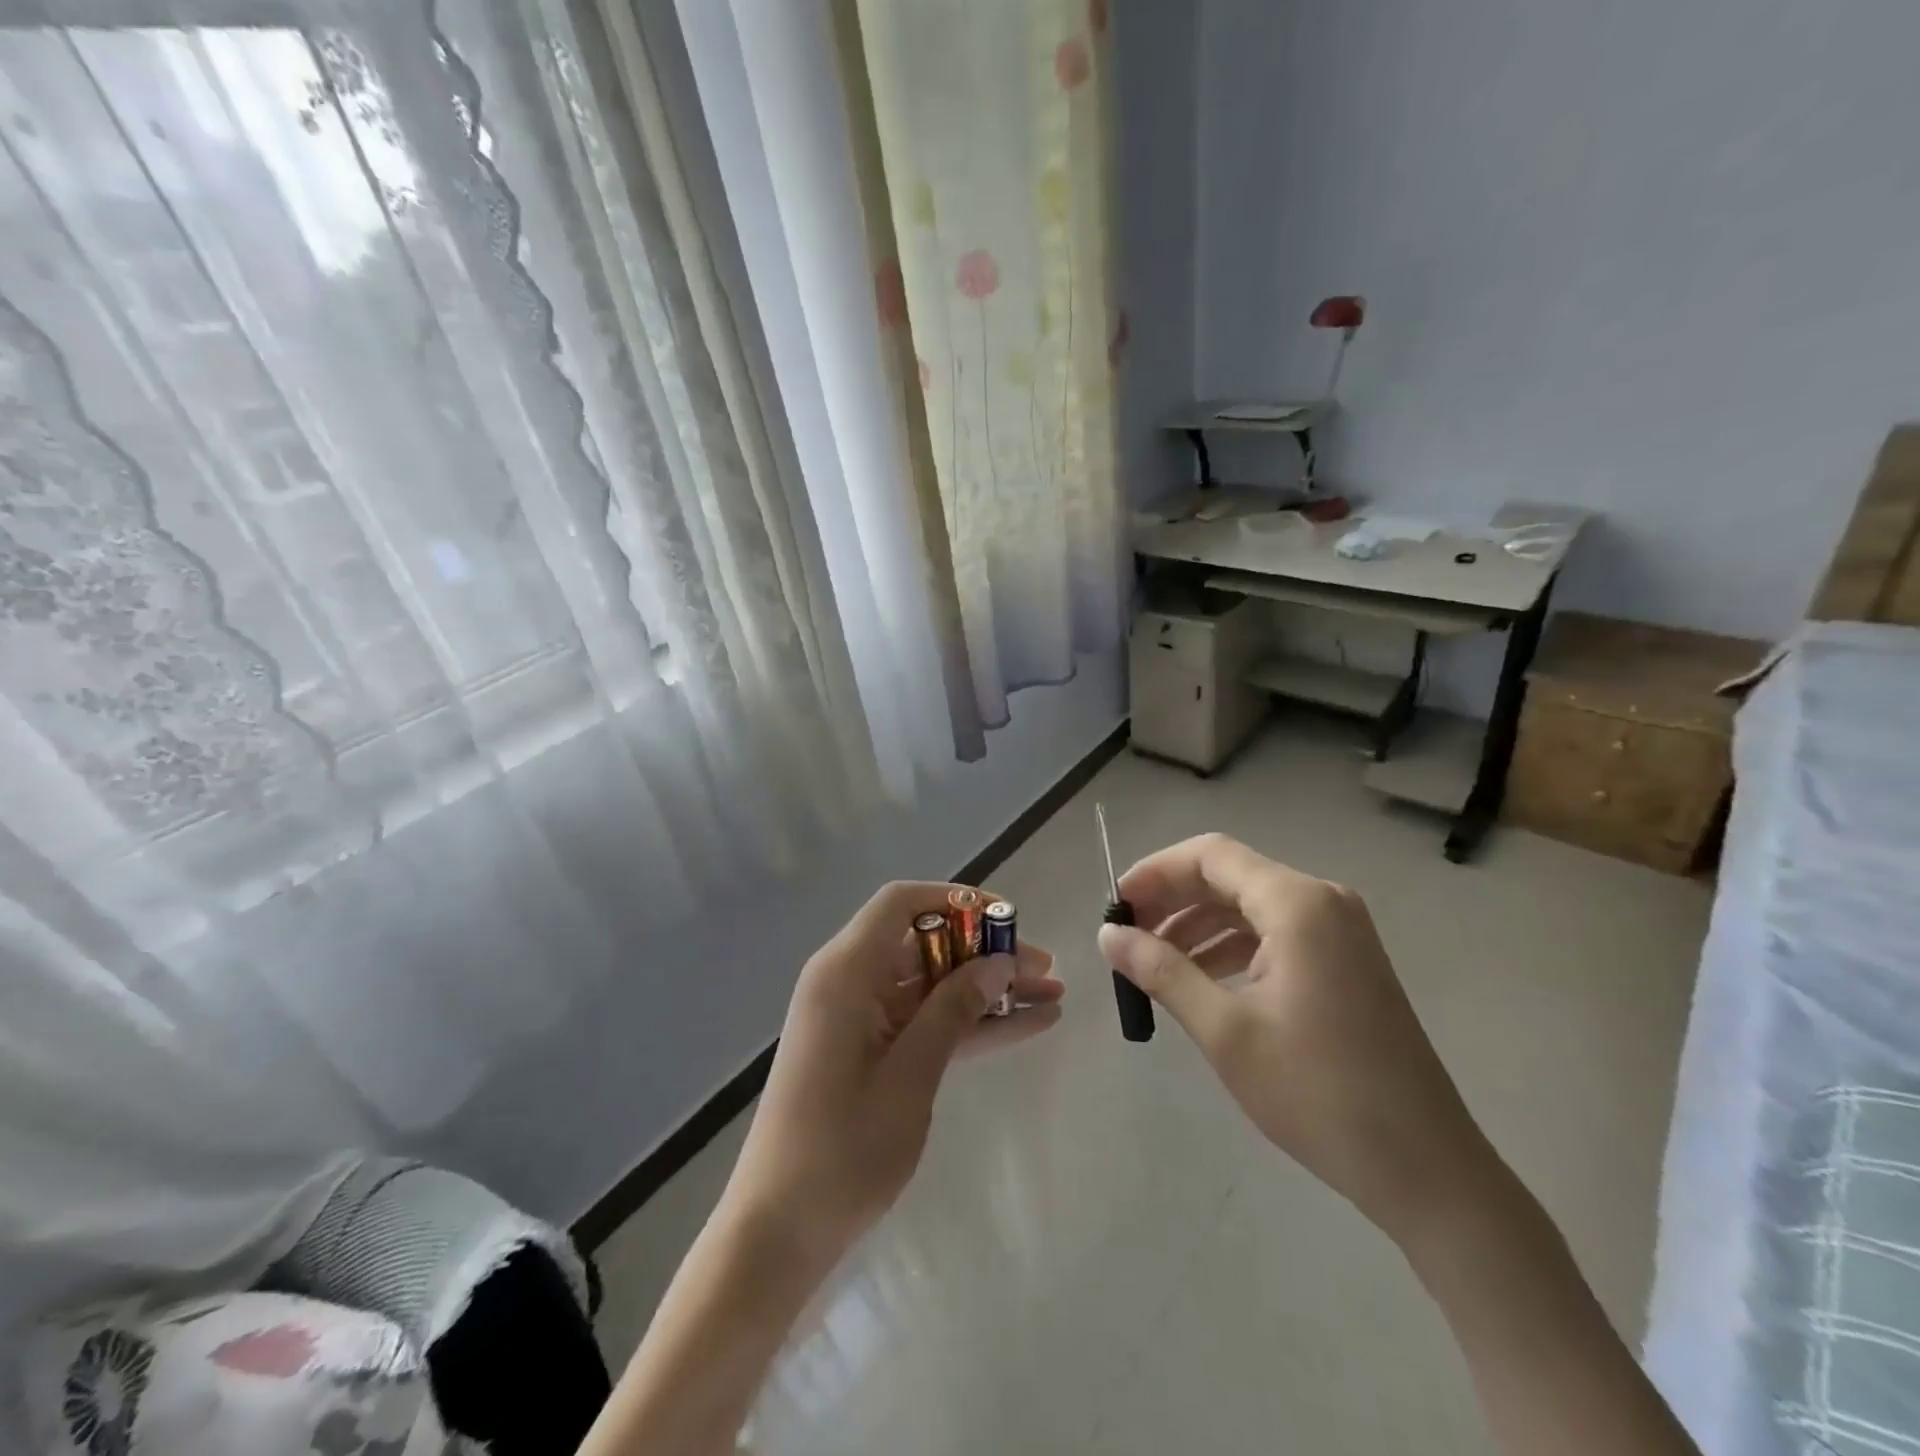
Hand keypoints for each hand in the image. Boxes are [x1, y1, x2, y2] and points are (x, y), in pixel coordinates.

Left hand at [723, 881, 1062, 1270]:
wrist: (779, 1232)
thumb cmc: (841, 1148)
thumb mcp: (910, 1073)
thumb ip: (954, 1010)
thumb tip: (999, 962)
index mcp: (846, 971)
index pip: (901, 904)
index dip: (957, 900)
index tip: (1007, 919)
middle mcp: (851, 982)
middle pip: (926, 944)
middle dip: (985, 953)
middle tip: (1044, 968)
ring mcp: (861, 1019)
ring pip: (933, 985)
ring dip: (986, 991)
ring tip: (1051, 996)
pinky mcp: (871, 1053)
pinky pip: (926, 1022)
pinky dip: (969, 1024)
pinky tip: (1025, 1026)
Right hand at [1099, 834, 1494, 1242]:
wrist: (1426, 1168)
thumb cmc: (1318, 1093)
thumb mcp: (1224, 1030)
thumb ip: (1161, 970)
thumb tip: (1107, 935)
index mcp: (1297, 904)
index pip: (1209, 856)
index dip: (1154, 872)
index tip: (1114, 906)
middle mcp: (1321, 901)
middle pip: (1229, 876)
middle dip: (1172, 900)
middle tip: (1126, 936)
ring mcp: (1339, 932)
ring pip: (1249, 906)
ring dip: (1198, 926)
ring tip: (1152, 963)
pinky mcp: (1345, 962)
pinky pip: (1274, 934)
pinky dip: (1231, 948)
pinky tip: (1199, 980)